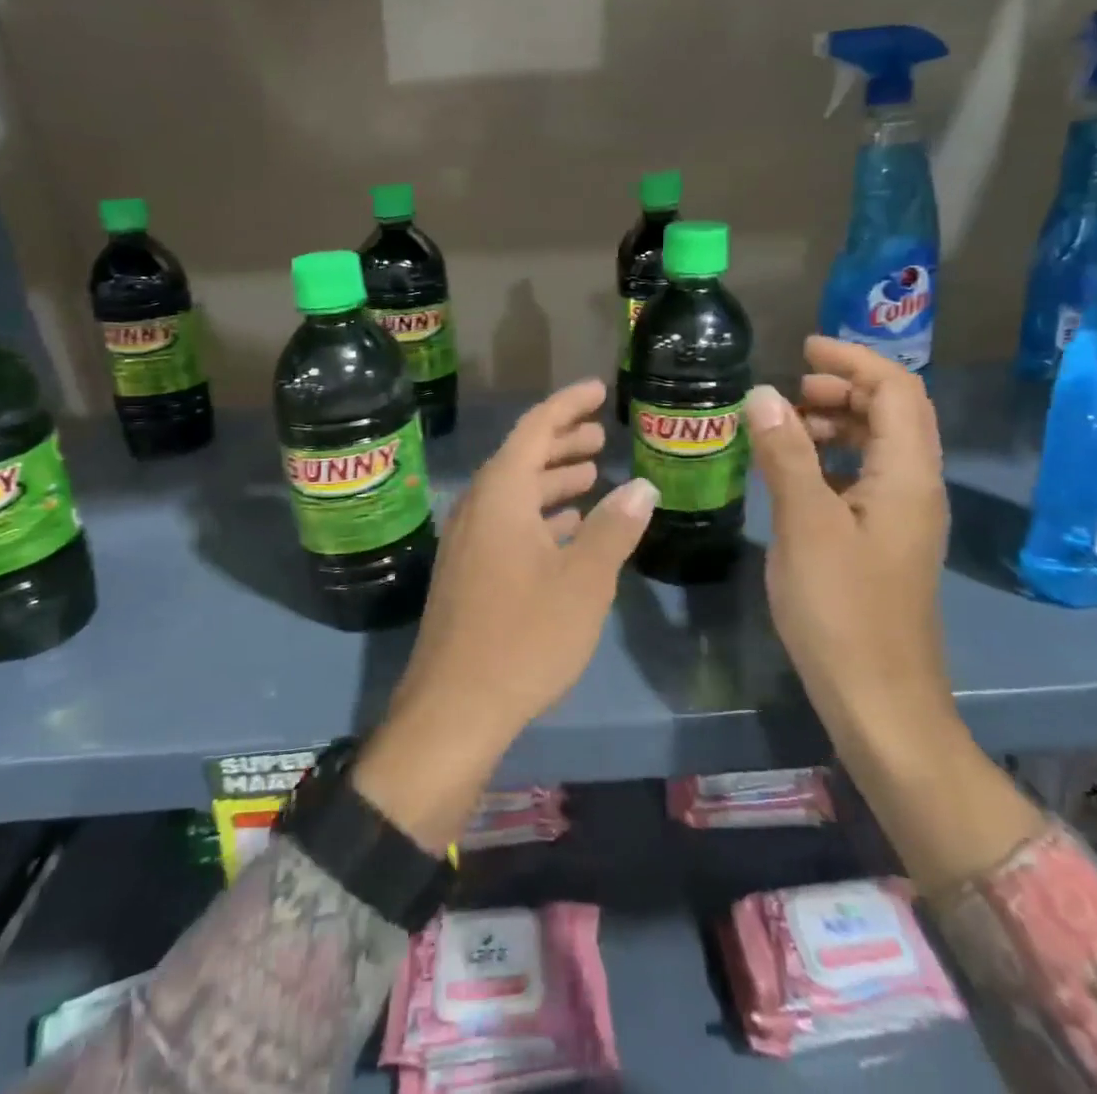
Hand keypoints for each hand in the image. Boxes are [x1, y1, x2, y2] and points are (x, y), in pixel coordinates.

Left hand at [354, 380, 658, 848]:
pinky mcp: (469, 573)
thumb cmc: (524, 636)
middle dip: (562, 441)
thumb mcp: (583, 581)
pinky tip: (567, 529)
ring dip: (553, 480)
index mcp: (501, 495)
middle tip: (601, 434)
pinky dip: (540, 516)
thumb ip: (614, 528)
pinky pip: (508, 524)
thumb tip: (641, 486)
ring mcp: (469, 541)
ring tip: (592, 475)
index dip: (567, 405)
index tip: (597, 389)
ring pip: (515, 493)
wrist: (454, 708)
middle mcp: (478, 508)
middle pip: (522, 457)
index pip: (535, 428)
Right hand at [744, 337, 953, 764]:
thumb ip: (786, 456)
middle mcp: (915, 488)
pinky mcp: (884, 543)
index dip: (853, 361)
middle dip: (843, 390)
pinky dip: (832, 460)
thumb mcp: (805, 525)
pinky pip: (864, 479)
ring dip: (837, 424)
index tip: (802, 349)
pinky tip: (795, 476)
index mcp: (907, 476)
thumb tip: (764, 395)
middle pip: (893, 414)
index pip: (896, 390)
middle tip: (788, 392)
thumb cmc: (842, 611)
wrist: (879, 703)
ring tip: (785, 428)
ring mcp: (902, 518)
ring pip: (879, 447)